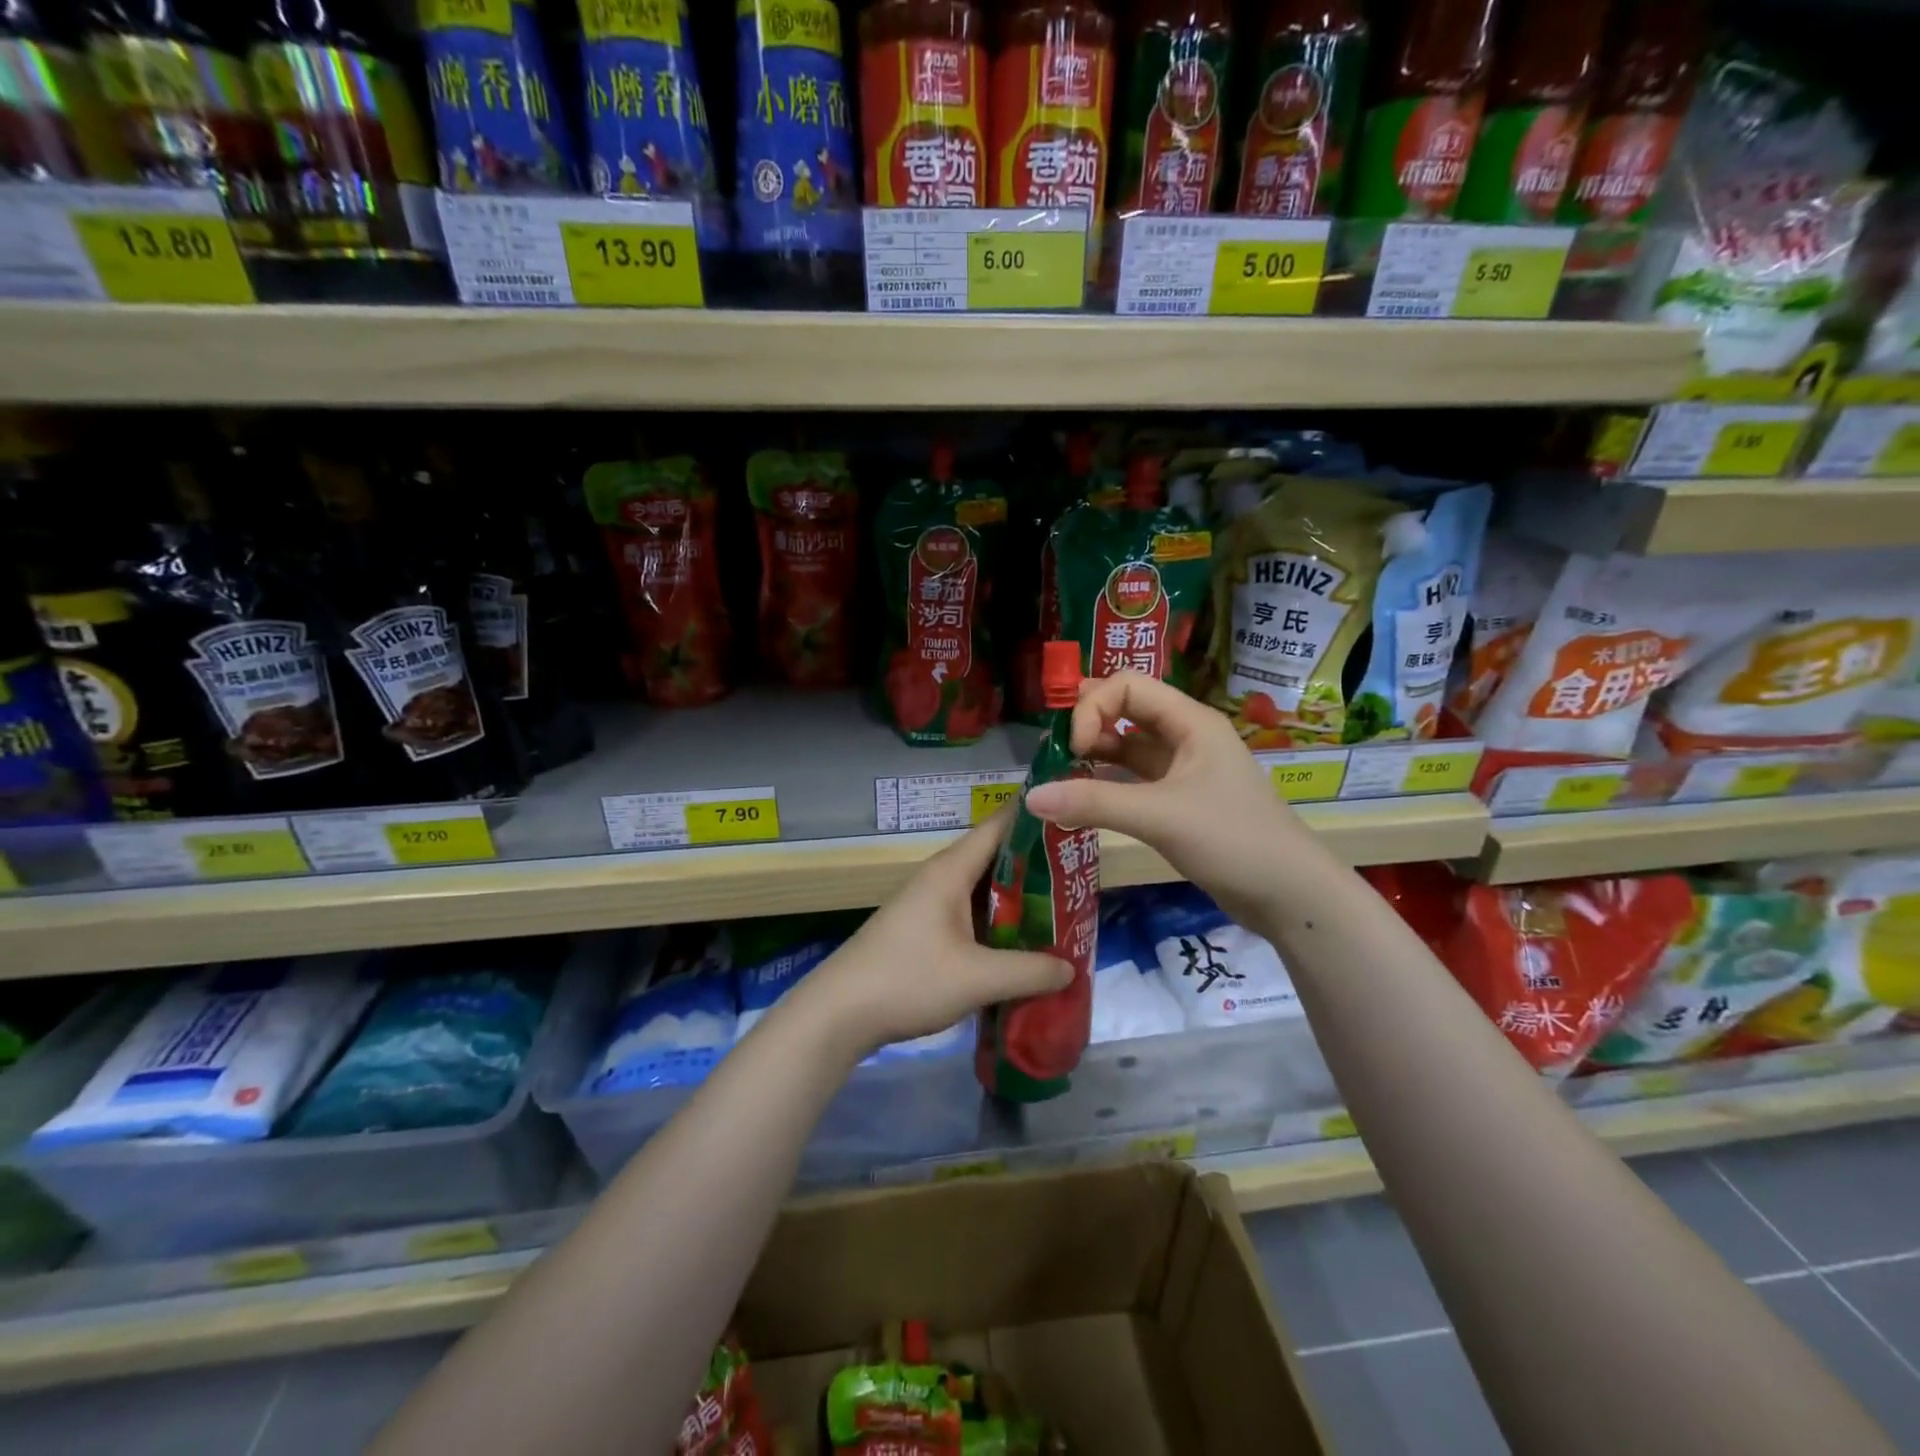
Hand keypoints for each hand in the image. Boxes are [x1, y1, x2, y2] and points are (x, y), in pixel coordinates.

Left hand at [795, 812, 1073, 1059]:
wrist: (838, 1013)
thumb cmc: (908, 980)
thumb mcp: (978, 978)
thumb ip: (1030, 971)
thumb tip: (1070, 967)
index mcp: (950, 871)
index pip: (999, 826)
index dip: (1035, 818)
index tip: (1074, 820)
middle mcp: (940, 879)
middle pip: (995, 859)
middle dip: (1037, 867)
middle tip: (1081, 877)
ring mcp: (928, 904)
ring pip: (983, 891)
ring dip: (1017, 900)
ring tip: (1062, 910)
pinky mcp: (922, 930)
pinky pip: (969, 914)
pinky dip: (996, 923)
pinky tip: (1020, 945)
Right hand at [1024, 672, 1316, 931]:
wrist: (1290, 895)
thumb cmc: (1232, 840)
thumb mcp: (1160, 816)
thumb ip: (1094, 803)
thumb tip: (1030, 797)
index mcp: (1191, 722)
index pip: (1128, 686)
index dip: (1093, 707)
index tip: (1074, 748)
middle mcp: (1187, 736)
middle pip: (1128, 709)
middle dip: (1090, 723)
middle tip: (1056, 749)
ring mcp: (1185, 769)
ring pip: (1131, 746)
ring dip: (1097, 753)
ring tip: (1062, 773)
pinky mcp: (1181, 801)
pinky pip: (1136, 778)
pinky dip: (1109, 782)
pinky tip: (1085, 798)